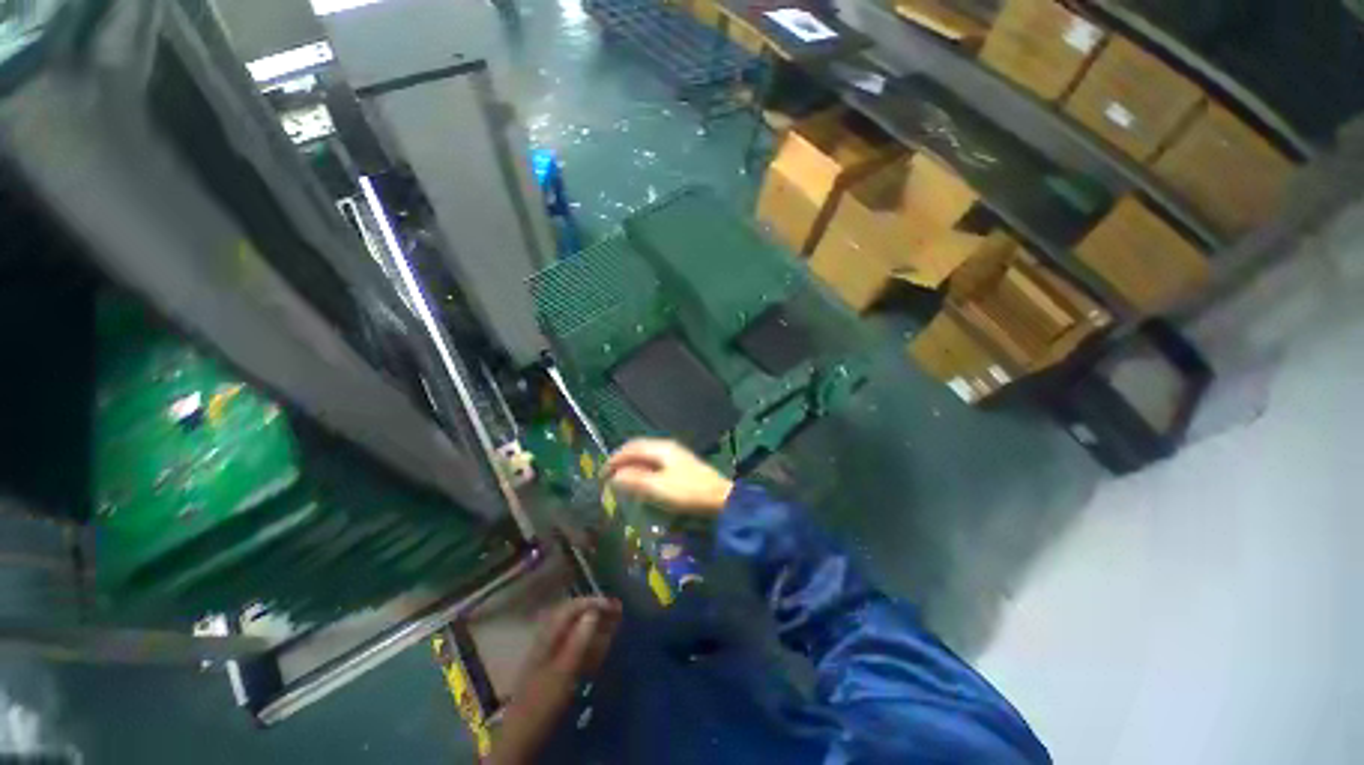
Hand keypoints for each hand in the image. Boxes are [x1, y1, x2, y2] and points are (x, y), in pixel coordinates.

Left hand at [491, 597, 620, 764]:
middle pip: (575, 618)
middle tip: (618, 609)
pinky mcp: (558, 671)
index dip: (592, 602)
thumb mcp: (563, 671)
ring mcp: (553, 655)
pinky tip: (604, 645)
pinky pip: (578, 649)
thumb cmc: (542, 702)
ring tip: (616, 622)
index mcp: (548, 636)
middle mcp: (550, 640)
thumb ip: (578, 641)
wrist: (524, 737)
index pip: (571, 608)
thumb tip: (594, 612)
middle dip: (596, 612)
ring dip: (597, 626)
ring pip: (578, 633)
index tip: (613, 604)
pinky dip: (592, 643)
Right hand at [604, 438, 733, 515]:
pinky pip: (654, 462)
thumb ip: (635, 480)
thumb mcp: (658, 487)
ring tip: (621, 478)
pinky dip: (643, 468)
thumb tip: (614, 477)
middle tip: (609, 475)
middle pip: (639, 448)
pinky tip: (641, 480)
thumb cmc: (688, 491)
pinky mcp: (681, 465)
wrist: (719, 498)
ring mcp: (676, 455)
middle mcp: (667, 447)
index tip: (602, 473)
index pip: (632, 447)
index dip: (615, 459)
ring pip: (647, 455)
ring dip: (632, 464)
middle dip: (622, 460)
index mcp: (661, 448)